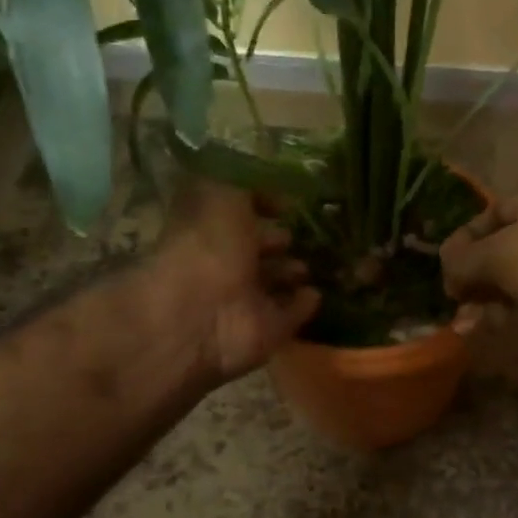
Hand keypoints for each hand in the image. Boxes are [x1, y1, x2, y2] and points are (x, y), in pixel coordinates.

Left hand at [153, 179, 319, 382]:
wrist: (200, 314)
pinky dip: (303, 304)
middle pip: (255, 250)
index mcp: (210, 232)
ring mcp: (246, 301)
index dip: (260, 207)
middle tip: (304, 234)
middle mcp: (226, 266)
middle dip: (278, 241)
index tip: (288, 204)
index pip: (238, 216)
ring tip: (314, 263)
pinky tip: (317, 293)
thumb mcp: (223, 194)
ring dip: (292, 272)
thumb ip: (248, 186)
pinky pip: (290, 314)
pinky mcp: (267, 331)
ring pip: (274, 282)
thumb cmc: (207, 246)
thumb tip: (275, 192)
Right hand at [440, 186, 517, 355]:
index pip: (494, 213)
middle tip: (450, 293)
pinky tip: (476, 327)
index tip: (444, 261)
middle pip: (500, 250)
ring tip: (460, 318)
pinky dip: (499, 315)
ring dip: (482, 298)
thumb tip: (444, 266)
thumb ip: (465, 258)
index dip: (466, 236)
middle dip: (471, 273)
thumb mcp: (500, 252)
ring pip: (509, 282)